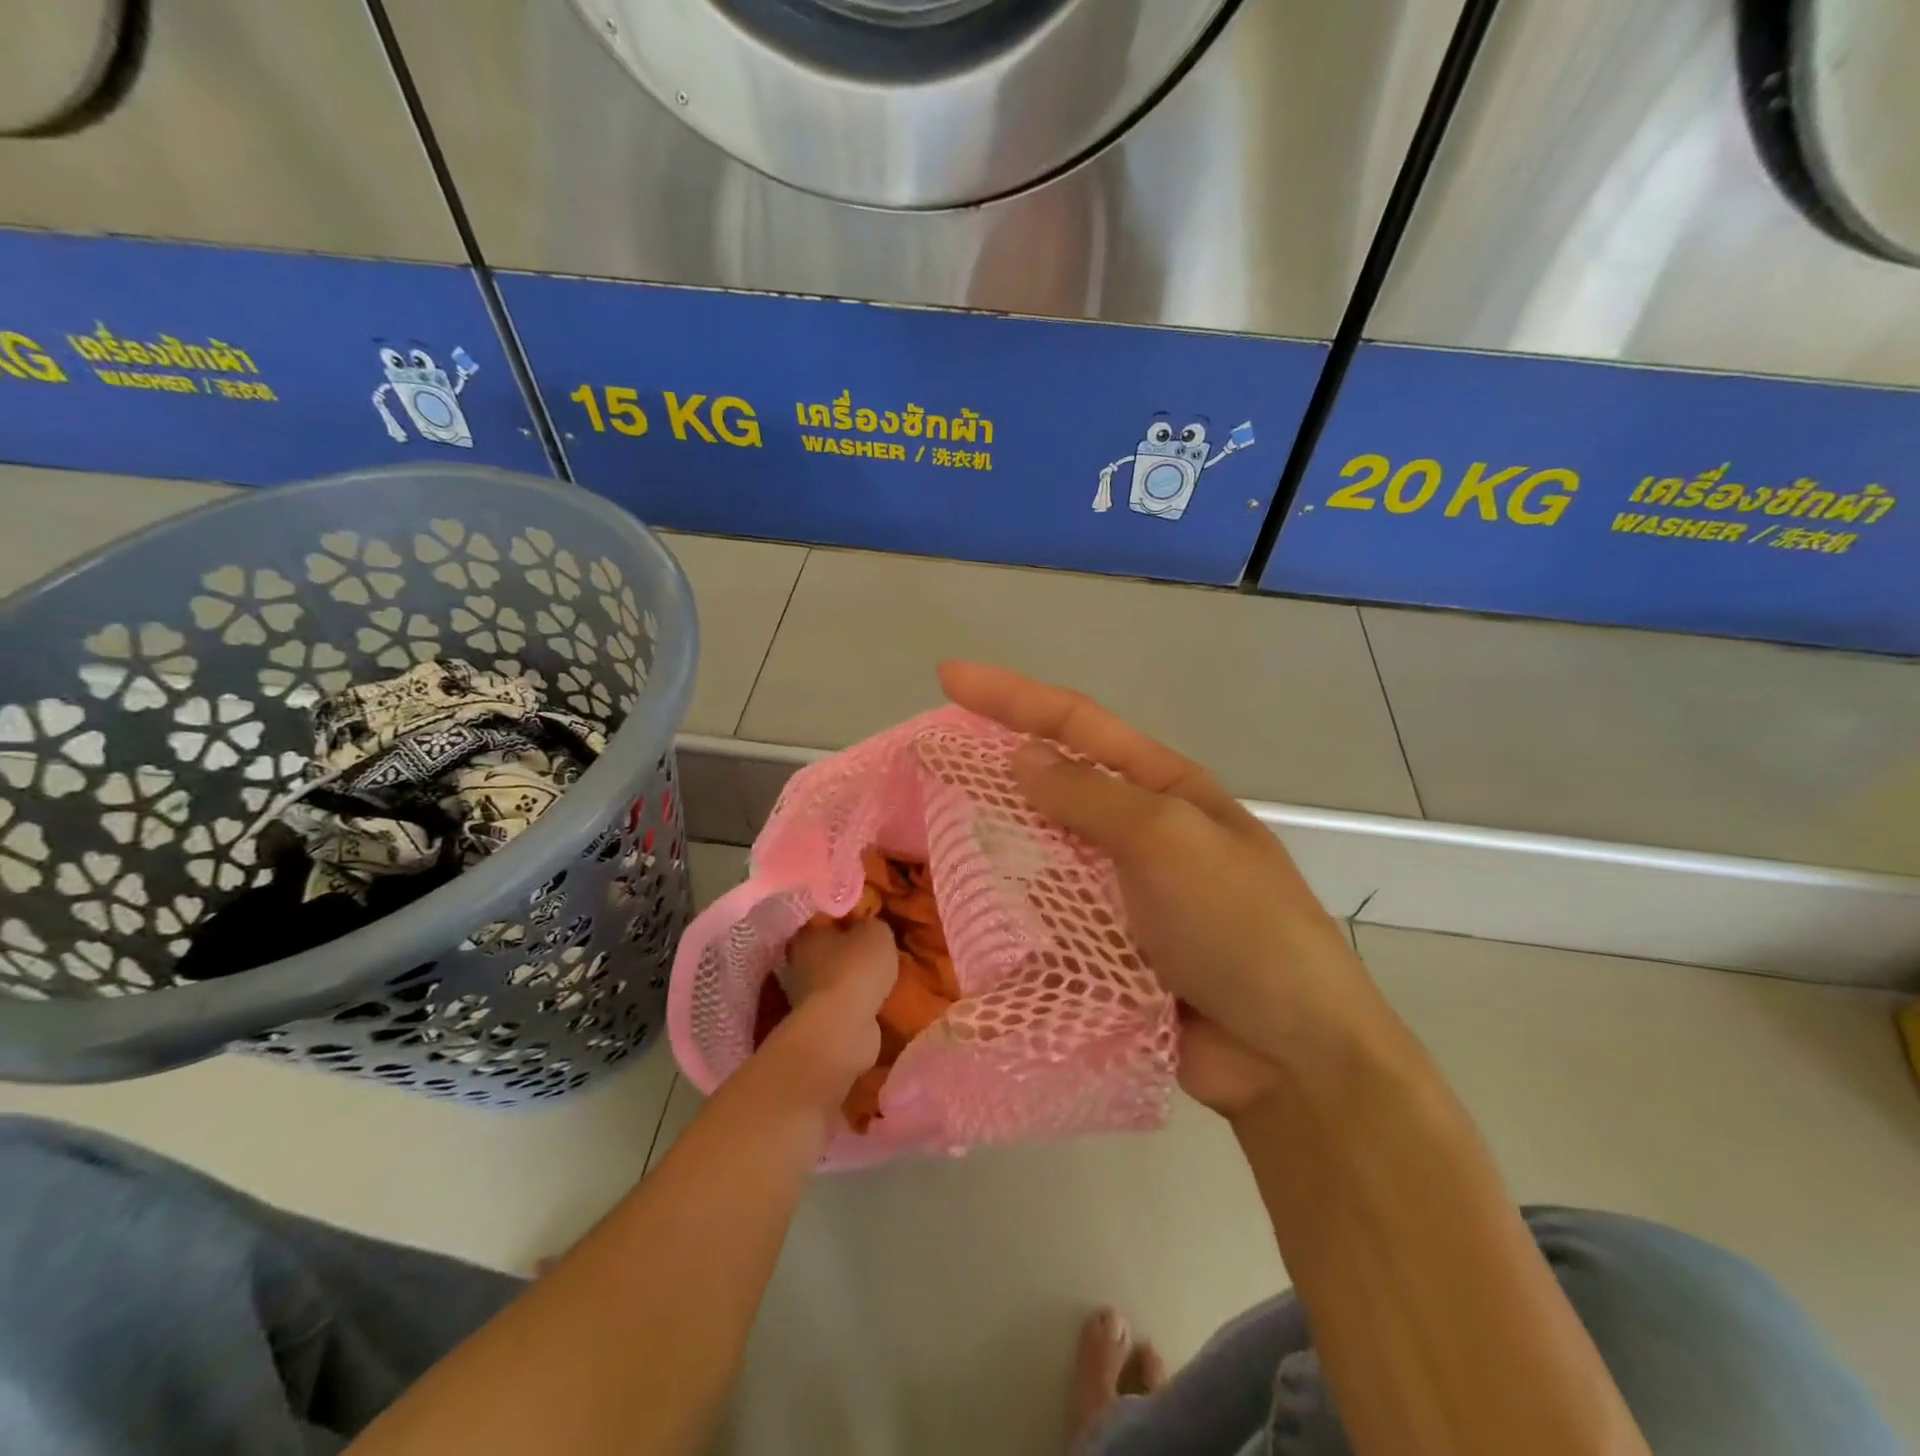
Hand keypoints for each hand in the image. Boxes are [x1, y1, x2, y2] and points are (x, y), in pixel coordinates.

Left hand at [774, 918, 897, 1088]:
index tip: (869, 920)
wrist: (843, 1028)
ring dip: (854, 980)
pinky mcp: (819, 1022)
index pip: (826, 919)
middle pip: (829, 950)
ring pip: (835, 979)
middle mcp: (798, 963)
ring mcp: (805, 997)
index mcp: (806, 935)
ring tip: (883, 978)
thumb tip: (869, 927)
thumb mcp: (876, 932)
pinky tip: (877, 1001)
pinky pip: (842, 1004)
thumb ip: (873, 924)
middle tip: (878, 950)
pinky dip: (857, 1003)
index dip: (848, 917)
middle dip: (850, 951)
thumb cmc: (856, 970)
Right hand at [938, 662, 1385, 1113]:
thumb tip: (1022, 758)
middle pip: (1053, 784)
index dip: (1010, 696)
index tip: (947, 677)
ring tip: (932, 830)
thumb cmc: (1240, 927)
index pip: (1076, 724)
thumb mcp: (1167, 841)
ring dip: (994, 838)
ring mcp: (1121, 892)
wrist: (1290, 1055)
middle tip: (926, 760)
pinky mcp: (1106, 947)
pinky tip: (967, 907)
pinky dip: (1009, 907)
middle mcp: (1139, 831)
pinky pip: (1045, 914)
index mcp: (1164, 787)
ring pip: (1042, 850)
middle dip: (992, 766)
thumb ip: (1089, 798)